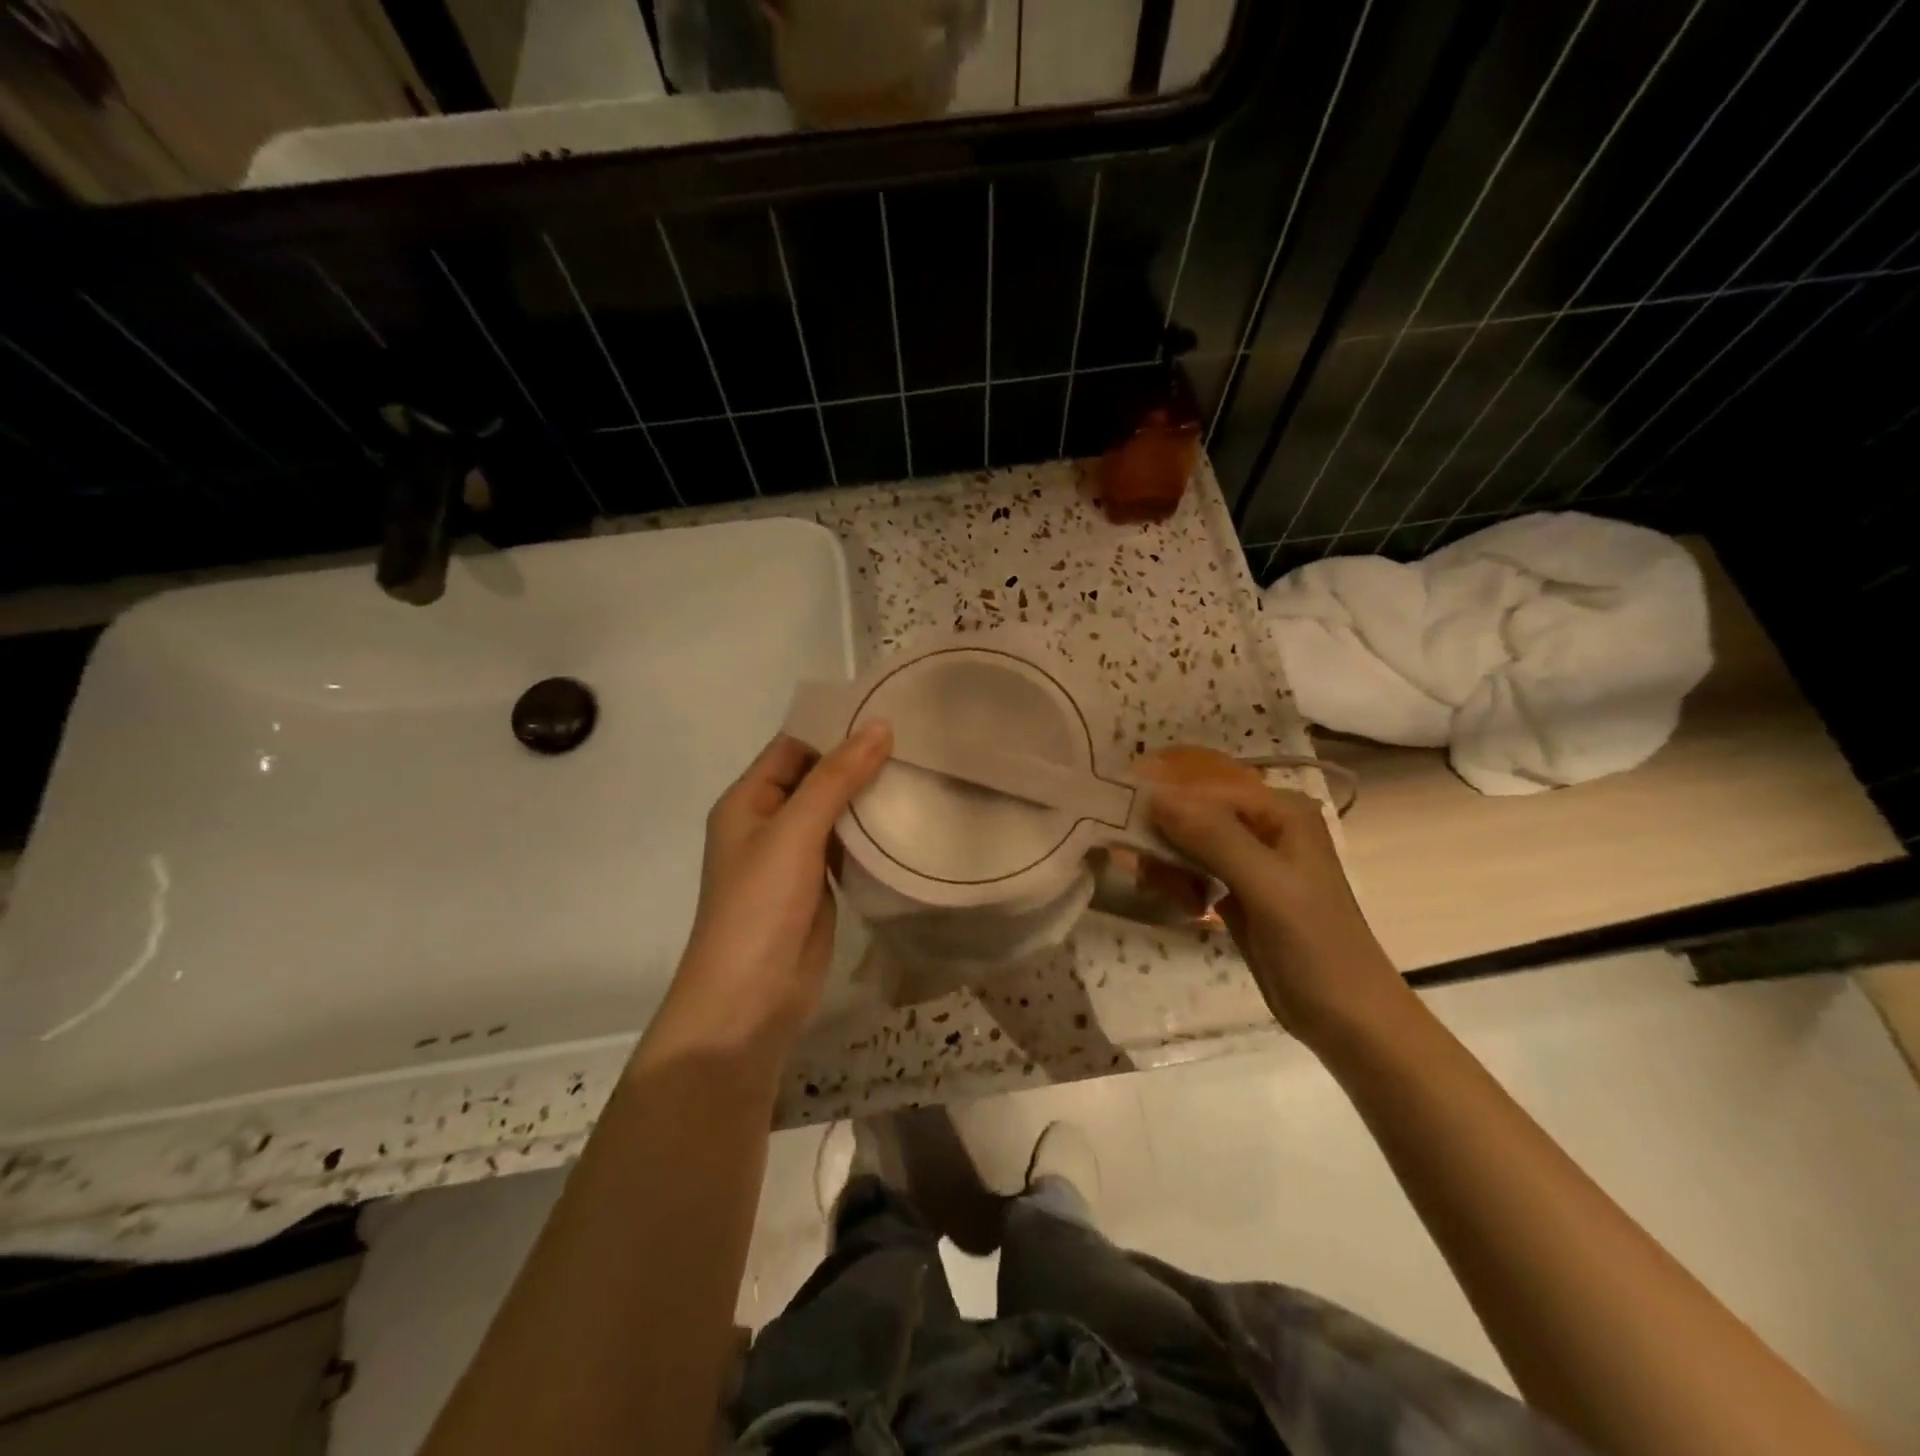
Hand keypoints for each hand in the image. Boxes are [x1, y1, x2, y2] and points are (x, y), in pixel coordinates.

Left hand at [655, 722, 891, 1055]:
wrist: (750, 999)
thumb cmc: (761, 905)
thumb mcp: (795, 832)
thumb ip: (836, 778)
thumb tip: (879, 725)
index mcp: (748, 800)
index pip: (793, 746)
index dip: (834, 728)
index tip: (887, 711)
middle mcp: (768, 822)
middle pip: (816, 777)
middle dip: (858, 761)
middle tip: (917, 739)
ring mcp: (794, 857)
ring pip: (834, 812)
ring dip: (868, 796)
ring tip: (921, 769)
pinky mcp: (818, 886)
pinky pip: (846, 846)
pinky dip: (871, 833)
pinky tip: (907, 818)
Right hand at [1150, 778, 1410, 1046]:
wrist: (1348, 1020)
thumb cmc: (1315, 947)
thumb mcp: (1266, 887)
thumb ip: (1213, 837)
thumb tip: (1154, 796)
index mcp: (1281, 811)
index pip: (1205, 790)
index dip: (1163, 805)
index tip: (1122, 829)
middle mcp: (1265, 825)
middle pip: (1193, 813)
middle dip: (1162, 838)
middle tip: (1144, 873)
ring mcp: (1251, 859)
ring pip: (1187, 842)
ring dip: (1167, 863)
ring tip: (1162, 893)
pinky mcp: (1238, 890)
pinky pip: (1193, 869)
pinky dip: (1179, 882)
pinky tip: (1182, 905)